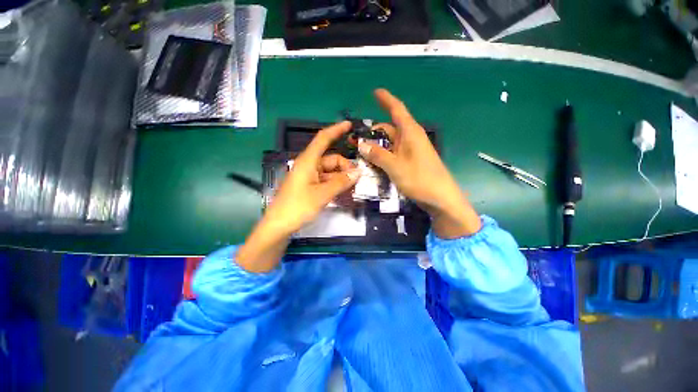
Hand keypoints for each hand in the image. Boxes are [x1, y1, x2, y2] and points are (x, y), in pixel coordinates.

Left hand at [237, 121, 359, 271]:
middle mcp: (308, 166)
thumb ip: (341, 182)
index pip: (323, 139)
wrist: (279, 226)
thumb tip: (358, 172)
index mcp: (308, 161)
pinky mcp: (309, 186)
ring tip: (353, 187)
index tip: (350, 125)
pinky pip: (326, 180)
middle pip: (331, 159)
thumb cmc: (298, 207)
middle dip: (345, 166)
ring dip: (342, 177)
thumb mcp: (322, 194)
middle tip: (359, 178)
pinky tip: (343, 192)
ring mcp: (308, 177)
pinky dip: (335, 184)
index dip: (336, 130)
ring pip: (330, 171)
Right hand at [358, 89, 481, 237]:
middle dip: (373, 132)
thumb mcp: (395, 167)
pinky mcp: (411, 162)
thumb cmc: (420, 179)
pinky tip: (374, 163)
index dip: (386, 99)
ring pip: (391, 143)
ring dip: (377, 146)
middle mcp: (411, 138)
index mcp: (410, 133)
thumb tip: (361, 145)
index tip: (375, 91)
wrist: (441, 198)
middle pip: (390, 128)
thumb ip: (378, 155)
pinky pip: (394, 153)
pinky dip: (383, 155)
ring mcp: (411, 151)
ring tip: (360, 153)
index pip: (397, 109)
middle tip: (355, 139)